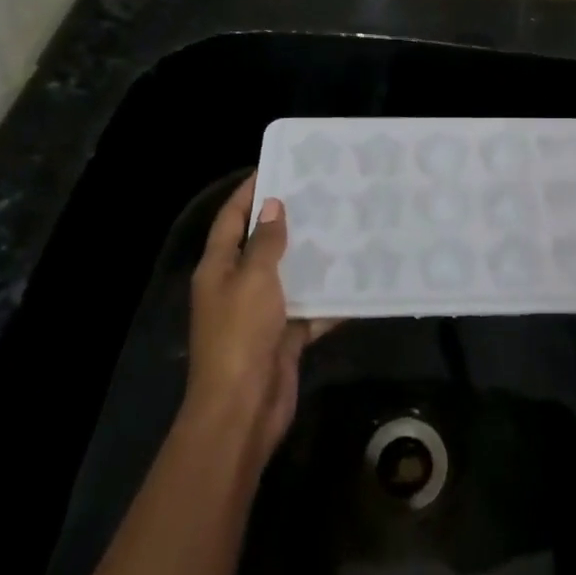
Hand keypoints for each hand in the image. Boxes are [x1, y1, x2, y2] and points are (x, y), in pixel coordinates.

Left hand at [185, 174, 333, 462]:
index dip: (249, 191)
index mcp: (218, 268)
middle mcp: (236, 286)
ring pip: (289, 276)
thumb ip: (265, 242)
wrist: (242, 409)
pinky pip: (309, 309)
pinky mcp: (283, 337)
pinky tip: (357, 279)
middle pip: (261, 245)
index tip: (276, 165)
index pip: (231, 218)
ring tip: (344, 227)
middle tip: (322, 193)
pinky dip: (329, 298)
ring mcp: (260, 314)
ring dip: (312, 257)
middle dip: (287, 220)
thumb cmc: (241, 334)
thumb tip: (272, 205)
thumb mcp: (254, 279)